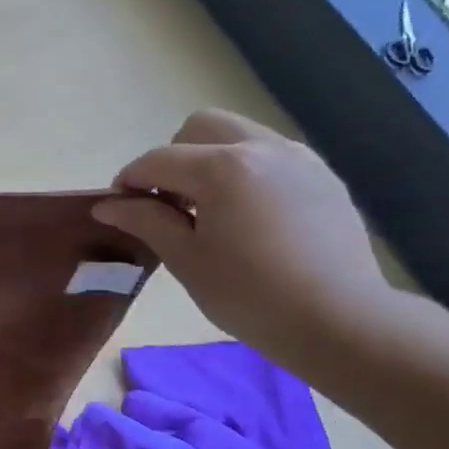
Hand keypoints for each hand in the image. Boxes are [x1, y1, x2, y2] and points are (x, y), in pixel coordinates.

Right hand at [91, 109, 393, 369]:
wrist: (341, 322)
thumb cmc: (250, 295)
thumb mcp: (186, 260)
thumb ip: (145, 221)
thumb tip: (108, 205)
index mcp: (222, 168)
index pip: (158, 160)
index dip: (130, 181)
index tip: (120, 208)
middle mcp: (261, 148)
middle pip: (200, 127)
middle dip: (174, 157)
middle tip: (170, 202)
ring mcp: (299, 159)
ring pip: (239, 135)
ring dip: (211, 159)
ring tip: (210, 209)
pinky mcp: (323, 177)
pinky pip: (271, 155)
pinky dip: (247, 171)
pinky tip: (249, 216)